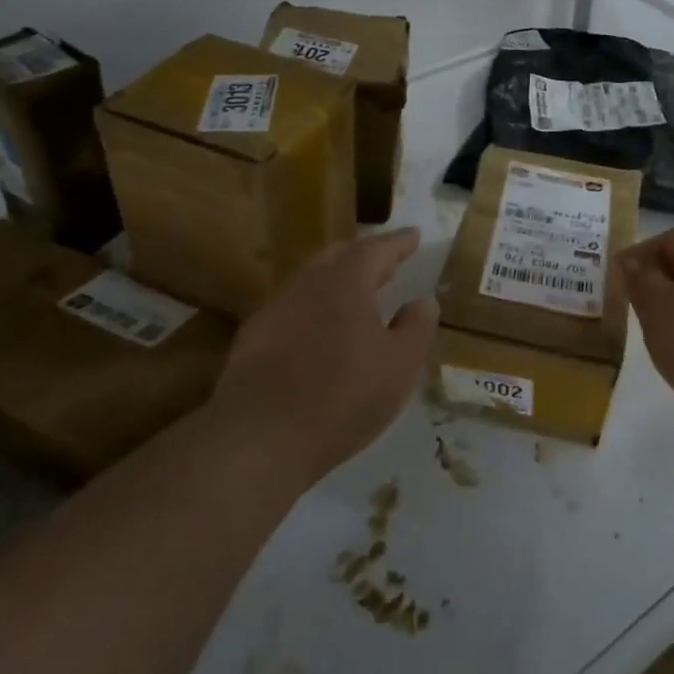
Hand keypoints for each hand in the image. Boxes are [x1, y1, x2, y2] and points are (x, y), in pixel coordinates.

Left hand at [211, 228, 438, 488]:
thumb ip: (416, 327)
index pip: (377, 248)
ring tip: (354, 295)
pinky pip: (291, 309)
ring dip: (335, 281)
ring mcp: (274, 309)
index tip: (414, 235)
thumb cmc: (342, 396)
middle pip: (338, 256)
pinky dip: (312, 308)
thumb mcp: (400, 365)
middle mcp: (308, 283)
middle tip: (385, 263)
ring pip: (310, 281)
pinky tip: (317, 332)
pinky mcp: (252, 338)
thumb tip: (422, 301)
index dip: (399, 242)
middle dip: (364, 255)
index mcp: (346, 281)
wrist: (258, 438)